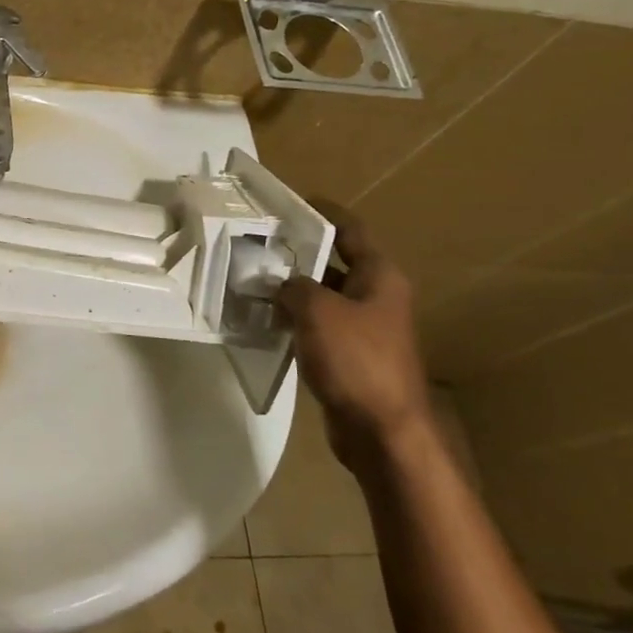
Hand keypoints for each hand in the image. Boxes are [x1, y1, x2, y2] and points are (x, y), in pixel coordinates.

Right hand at [278, 209, 433, 475]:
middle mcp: (375, 296)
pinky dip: (295, 320)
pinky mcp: (350, 356)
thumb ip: (294, 287)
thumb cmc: (356, 359)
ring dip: (292, 290)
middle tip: (256, 245)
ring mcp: (364, 328)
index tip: (289, 203)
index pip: (350, 230)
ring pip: (323, 297)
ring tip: (251, 280)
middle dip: (297, 254)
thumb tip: (280, 284)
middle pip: (334, 263)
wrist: (382, 430)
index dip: (322, 213)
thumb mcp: (318, 311)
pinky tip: (265, 320)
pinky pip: (318, 326)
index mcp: (379, 276)